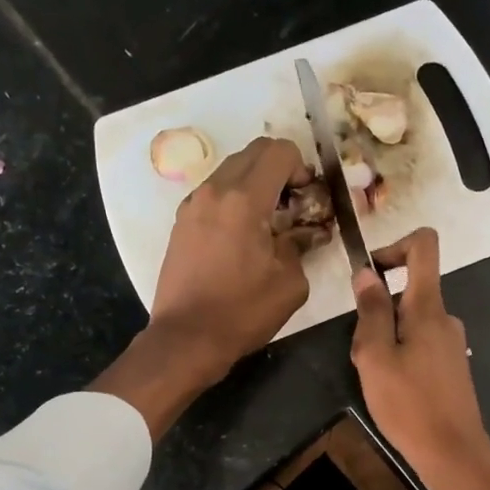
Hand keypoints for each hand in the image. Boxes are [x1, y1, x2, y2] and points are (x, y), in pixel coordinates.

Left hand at [152, 137, 317, 374]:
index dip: (301, 167)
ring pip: (231, 170)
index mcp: (243, 199)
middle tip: (293, 205)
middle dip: (280, 169)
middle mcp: (214, 191)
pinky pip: (214, 193)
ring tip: (268, 222)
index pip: (279, 151)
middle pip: (253, 152)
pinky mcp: (181, 223)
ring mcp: (192, 205)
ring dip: (255, 184)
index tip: (307, 198)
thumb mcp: (289, 282)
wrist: (186, 338)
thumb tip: (306, 232)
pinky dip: (234, 199)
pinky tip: (243, 236)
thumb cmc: (242, 312)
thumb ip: (301, 245)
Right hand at [350, 228, 489, 482]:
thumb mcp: (376, 357)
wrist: (453, 453)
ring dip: (386, 340)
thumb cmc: (409, 405)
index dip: (394, 246)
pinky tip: (392, 391)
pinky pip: (420, 345)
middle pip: (409, 291)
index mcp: (428, 307)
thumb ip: (371, 311)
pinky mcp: (452, 367)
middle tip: (363, 353)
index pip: (424, 246)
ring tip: (375, 378)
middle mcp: (446, 318)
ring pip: (410, 323)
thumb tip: (366, 272)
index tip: (371, 274)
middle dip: (378, 312)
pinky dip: (400, 357)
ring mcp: (452, 344)